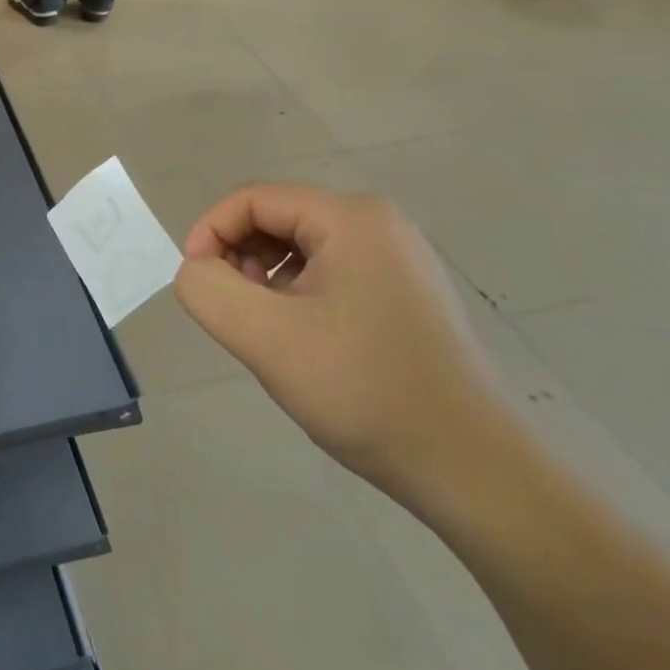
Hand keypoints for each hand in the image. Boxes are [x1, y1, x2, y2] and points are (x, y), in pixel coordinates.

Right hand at [171, 183, 513, 507]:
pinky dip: (297, 297)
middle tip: (235, 314)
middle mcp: (379, 224)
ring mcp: (398, 259)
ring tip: (267, 333)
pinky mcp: (406, 294)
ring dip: (265, 281)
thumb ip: (207, 289)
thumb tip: (197, 271)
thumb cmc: (365, 391)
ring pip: (300, 249)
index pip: (252, 199)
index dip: (210, 233)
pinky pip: (329, 274)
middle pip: (276, 219)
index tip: (196, 284)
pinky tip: (302, 343)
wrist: (472, 470)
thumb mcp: (265, 337)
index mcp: (351, 217)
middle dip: (239, 259)